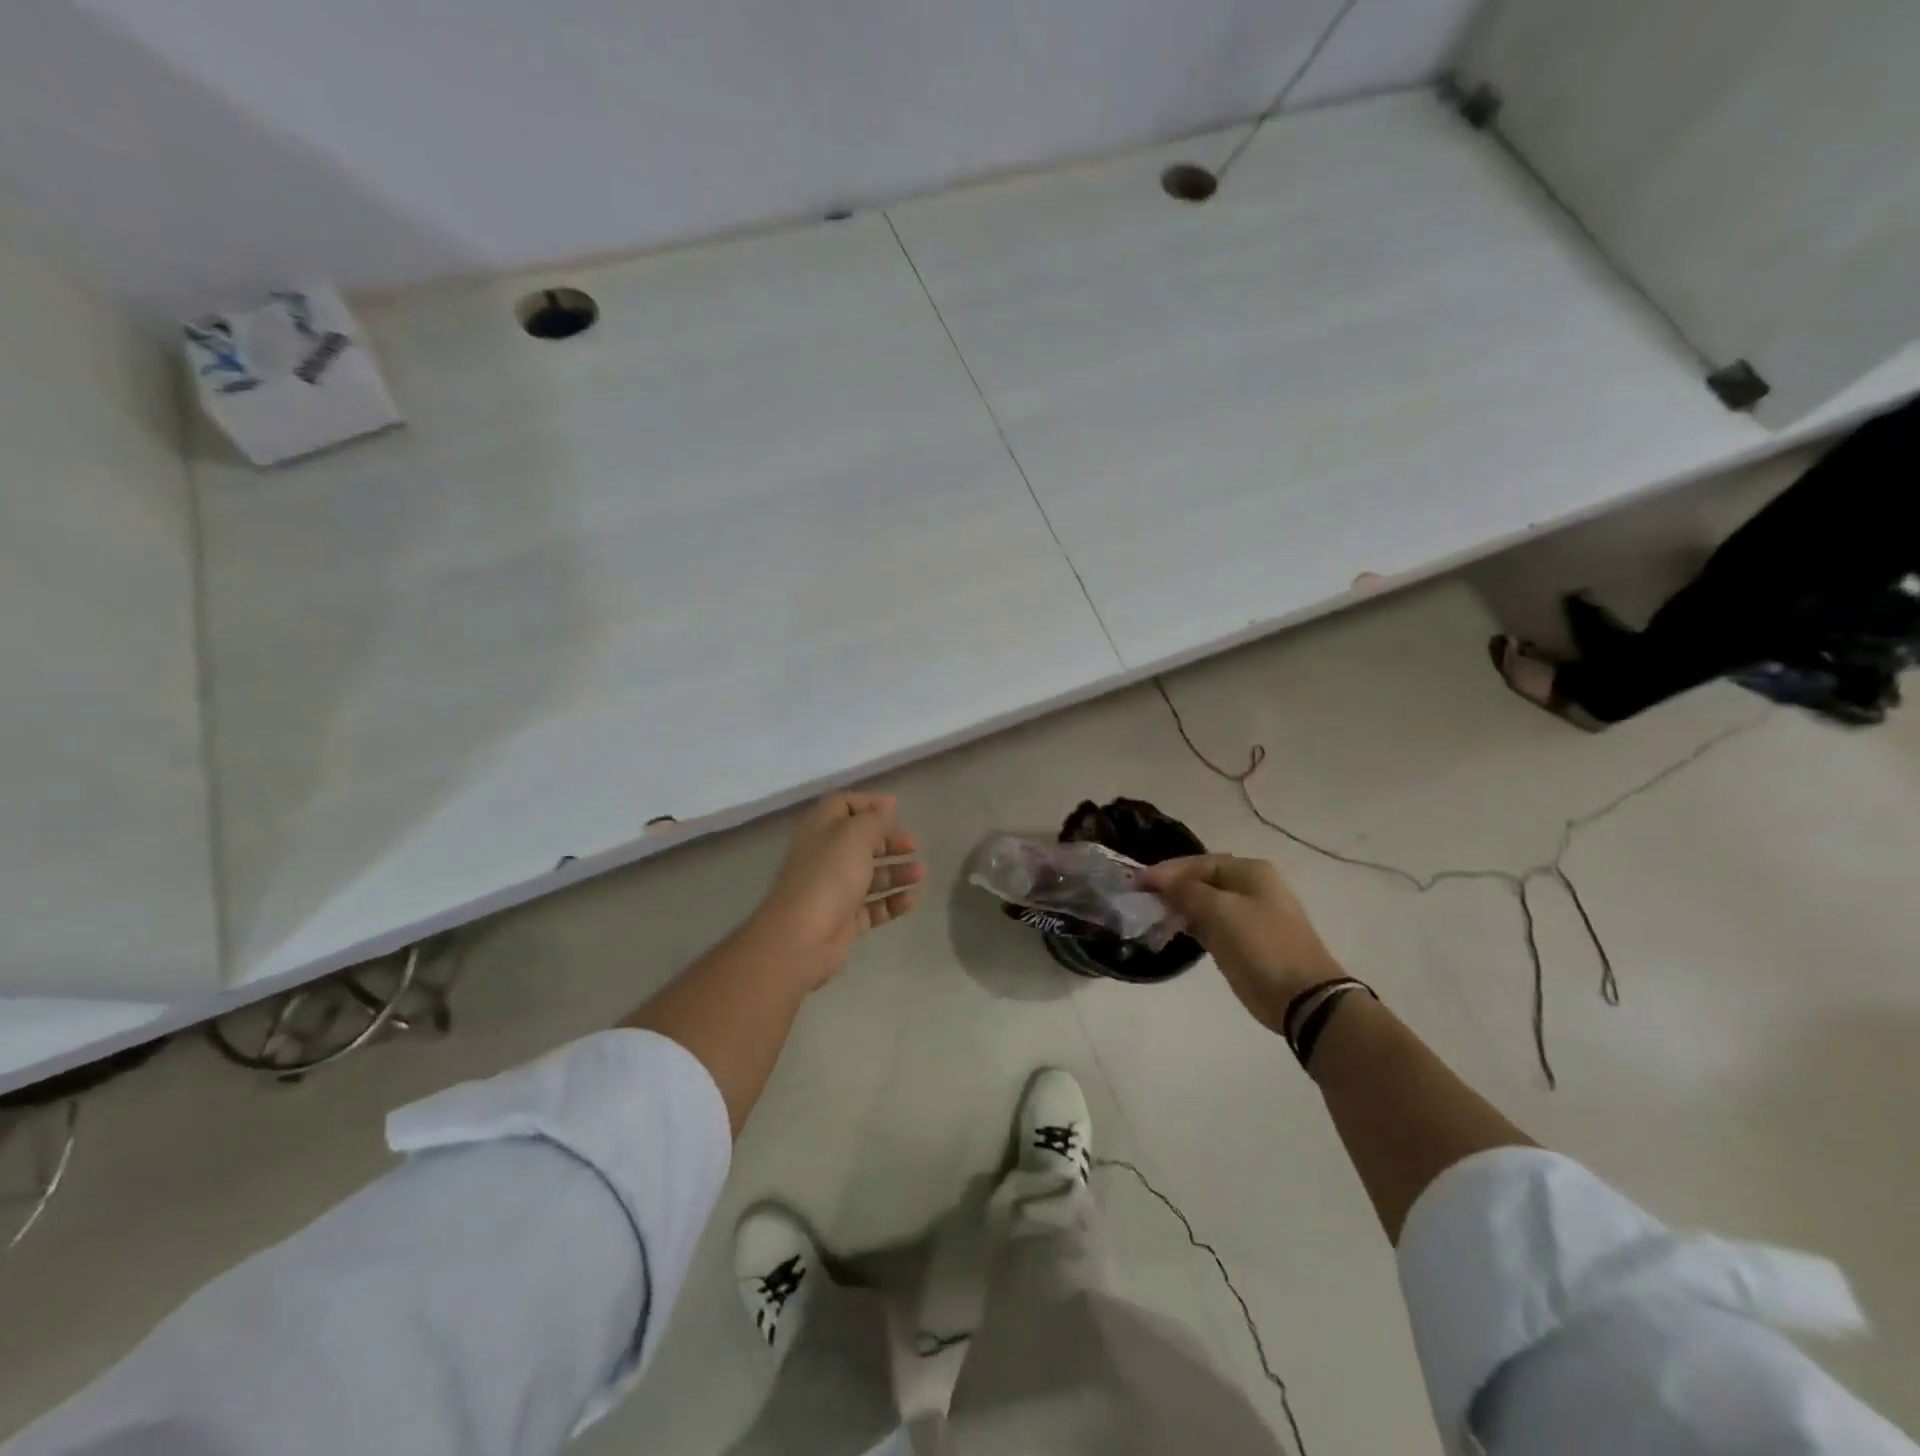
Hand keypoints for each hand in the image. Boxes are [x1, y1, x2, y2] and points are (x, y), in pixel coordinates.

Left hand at [751, 792, 925, 989]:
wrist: (802, 938)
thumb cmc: (828, 876)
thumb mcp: (854, 835)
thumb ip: (875, 819)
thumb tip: (886, 809)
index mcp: (820, 829)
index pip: (842, 805)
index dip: (868, 803)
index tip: (896, 808)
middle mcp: (825, 857)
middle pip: (860, 842)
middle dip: (889, 840)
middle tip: (913, 844)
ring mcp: (834, 890)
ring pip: (870, 875)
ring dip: (897, 872)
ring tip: (921, 873)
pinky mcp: (844, 920)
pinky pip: (873, 907)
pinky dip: (893, 902)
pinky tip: (912, 899)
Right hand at [1137, 854, 1342, 1033]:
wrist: (1302, 997)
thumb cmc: (1262, 945)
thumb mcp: (1221, 911)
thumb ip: (1187, 890)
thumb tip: (1161, 880)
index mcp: (1249, 872)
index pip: (1198, 863)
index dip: (1167, 870)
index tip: (1138, 882)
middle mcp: (1249, 888)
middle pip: (1200, 881)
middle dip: (1171, 887)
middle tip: (1140, 897)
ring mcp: (1246, 917)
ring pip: (1203, 904)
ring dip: (1177, 906)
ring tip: (1150, 914)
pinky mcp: (1241, 942)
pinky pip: (1208, 925)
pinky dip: (1188, 925)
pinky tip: (1168, 930)